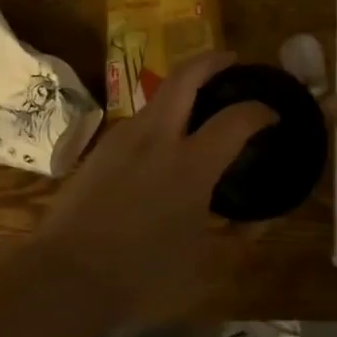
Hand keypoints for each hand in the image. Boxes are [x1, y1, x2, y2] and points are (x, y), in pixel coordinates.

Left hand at [38, 52, 274, 320]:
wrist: (64, 277)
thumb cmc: (140, 275)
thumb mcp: (200, 266)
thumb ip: (231, 238)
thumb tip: (254, 225)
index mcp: (191, 165)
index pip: (235, 120)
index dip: (259, 111)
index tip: (272, 112)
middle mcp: (157, 138)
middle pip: (186, 77)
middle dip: (211, 60)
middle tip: (231, 60)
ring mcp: (123, 139)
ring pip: (158, 96)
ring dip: (182, 88)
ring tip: (199, 103)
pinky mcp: (100, 150)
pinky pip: (139, 120)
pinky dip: (161, 115)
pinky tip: (163, 140)